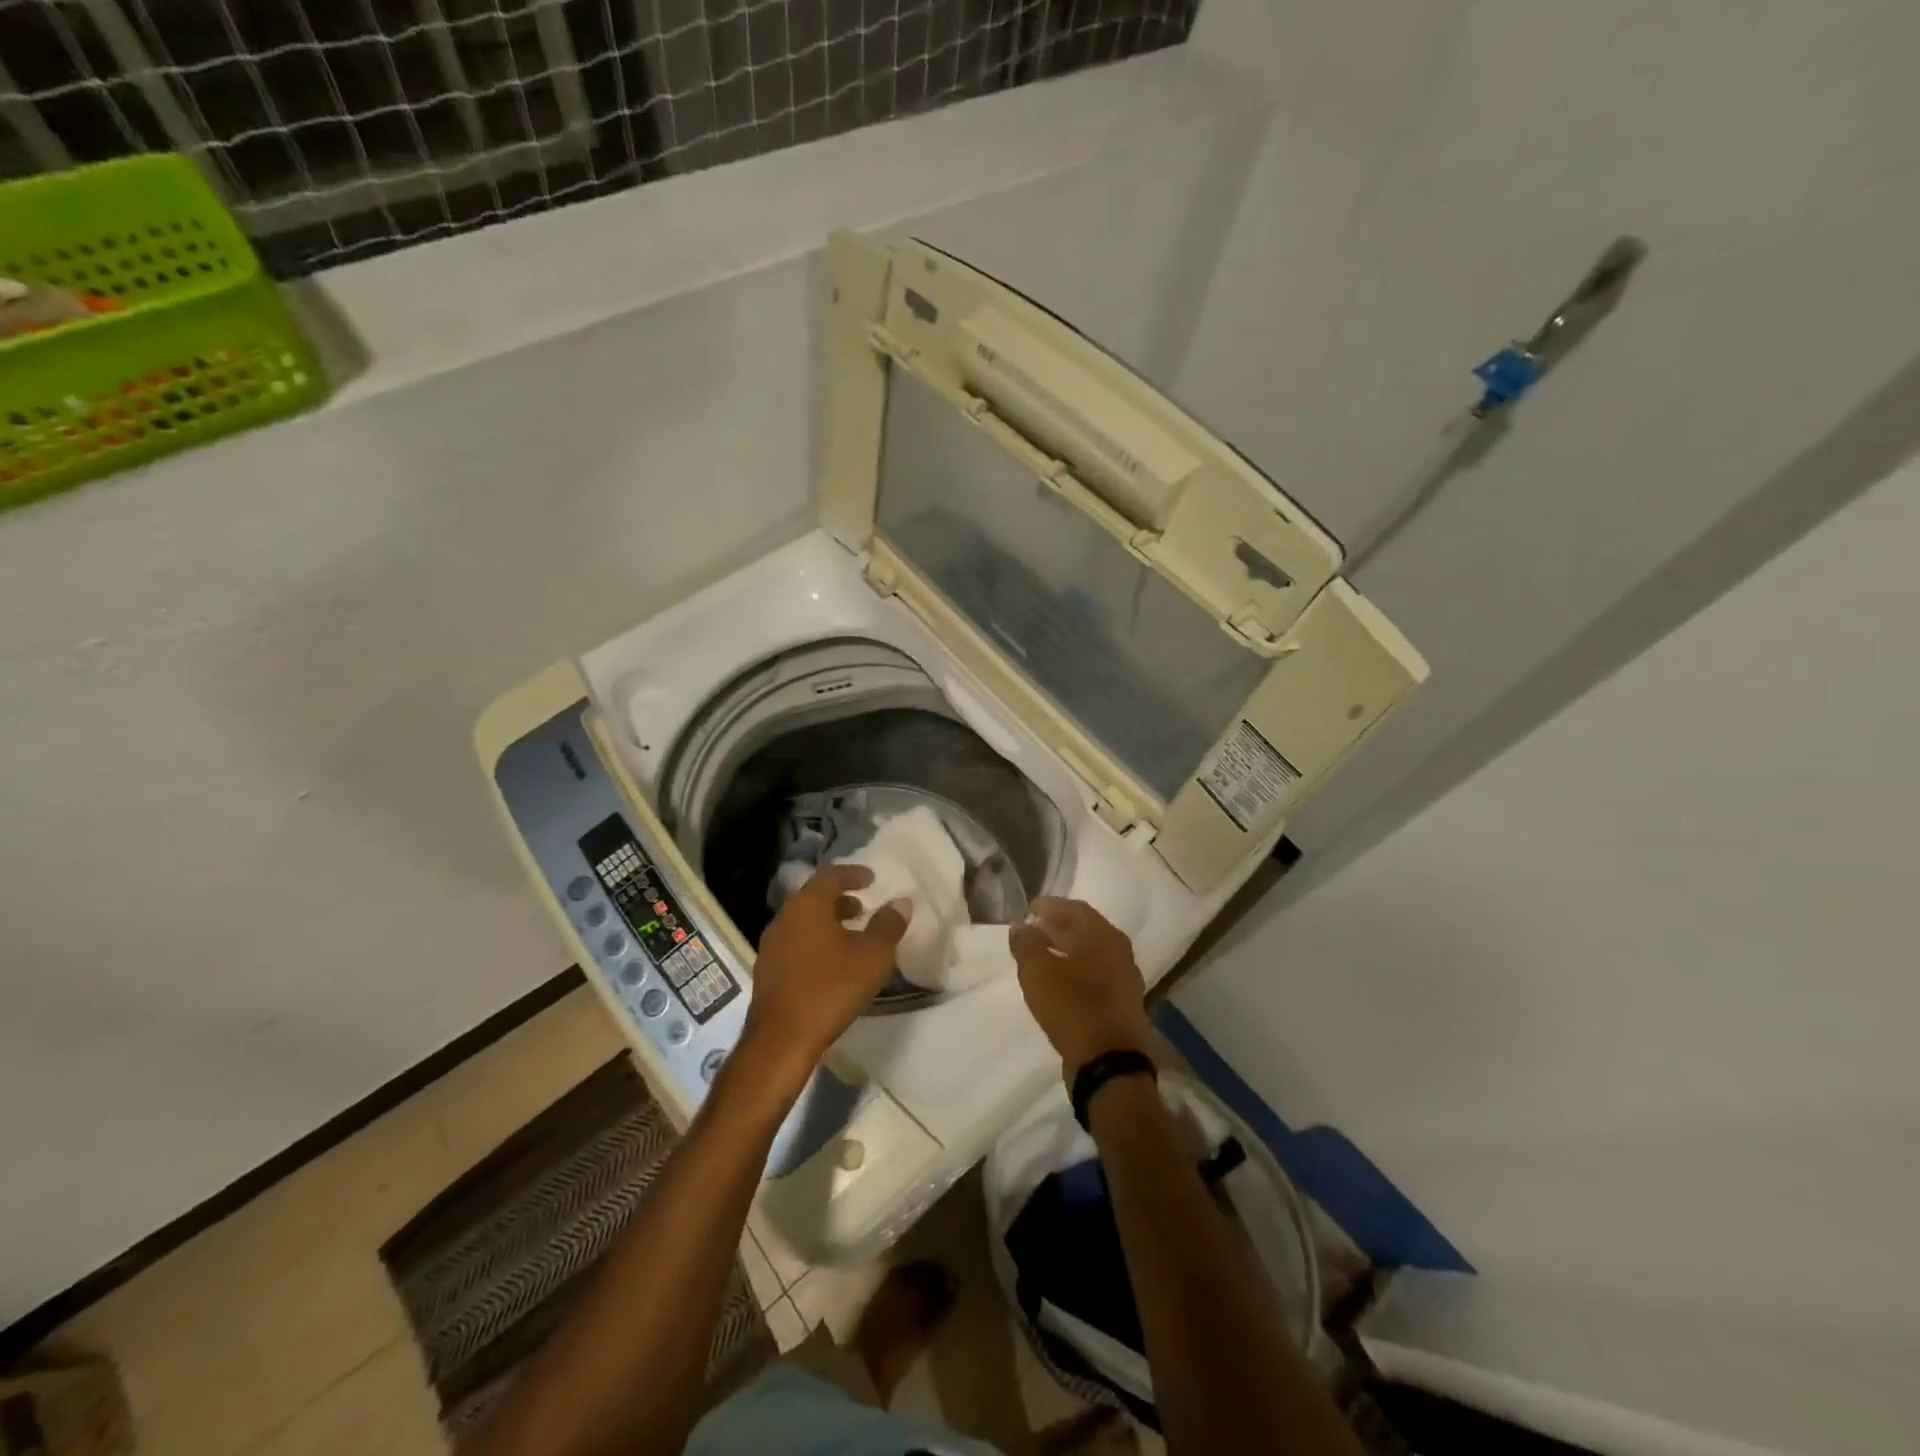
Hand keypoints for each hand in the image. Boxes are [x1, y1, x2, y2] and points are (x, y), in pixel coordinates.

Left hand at [738, 864, 909, 1093]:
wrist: (781, 1039)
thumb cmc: (830, 988)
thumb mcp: (872, 956)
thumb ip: (889, 925)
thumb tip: (901, 902)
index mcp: (808, 905)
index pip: (831, 875)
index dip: (853, 874)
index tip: (871, 879)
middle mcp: (785, 917)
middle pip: (814, 897)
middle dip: (840, 898)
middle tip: (863, 906)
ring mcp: (771, 944)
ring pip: (803, 920)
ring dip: (827, 921)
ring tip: (850, 935)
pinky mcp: (767, 969)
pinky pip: (795, 941)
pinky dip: (814, 940)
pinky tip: (830, 962)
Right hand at [1010, 898, 1153, 1080]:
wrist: (1108, 1061)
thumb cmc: (1072, 1006)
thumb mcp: (1038, 971)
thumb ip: (1026, 943)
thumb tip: (1021, 926)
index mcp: (1103, 934)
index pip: (1074, 908)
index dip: (1049, 906)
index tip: (1029, 910)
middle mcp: (1119, 950)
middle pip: (1085, 929)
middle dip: (1057, 927)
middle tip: (1032, 931)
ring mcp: (1124, 977)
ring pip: (1091, 953)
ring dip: (1067, 950)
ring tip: (1041, 956)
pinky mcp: (1123, 1002)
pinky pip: (1096, 975)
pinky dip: (1076, 971)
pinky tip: (1060, 982)